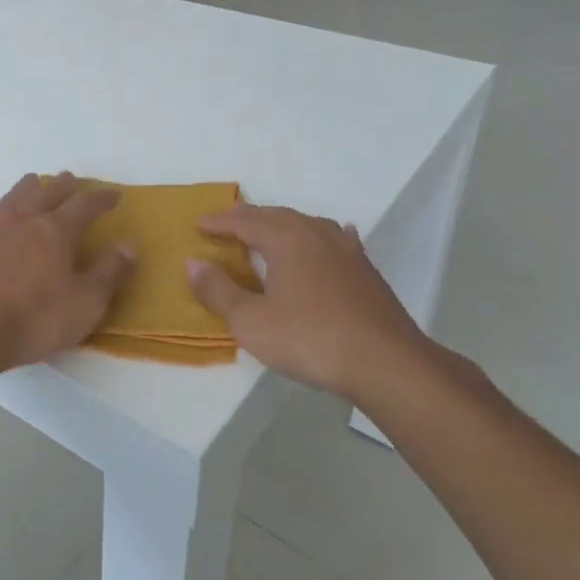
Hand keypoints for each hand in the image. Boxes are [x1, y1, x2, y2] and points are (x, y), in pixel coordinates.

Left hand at [0, 173, 134, 373]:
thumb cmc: (32, 320)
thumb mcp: (85, 304)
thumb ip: (109, 273)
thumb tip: (129, 245)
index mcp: (56, 231)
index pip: (85, 205)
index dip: (102, 198)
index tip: (114, 194)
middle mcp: (23, 219)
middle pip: (47, 192)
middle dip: (64, 185)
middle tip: (72, 179)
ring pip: (13, 196)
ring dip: (28, 187)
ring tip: (35, 182)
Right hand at [184, 205, 433, 399]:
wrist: (386, 363)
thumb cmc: (310, 339)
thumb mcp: (251, 322)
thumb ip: (218, 291)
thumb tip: (192, 263)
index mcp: (285, 239)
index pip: (243, 221)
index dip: (218, 222)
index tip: (198, 224)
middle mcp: (315, 233)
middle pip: (275, 215)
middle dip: (248, 218)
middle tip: (227, 224)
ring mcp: (346, 249)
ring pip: (307, 224)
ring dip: (282, 224)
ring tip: (269, 231)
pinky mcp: (366, 270)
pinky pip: (336, 240)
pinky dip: (320, 237)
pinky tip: (330, 239)